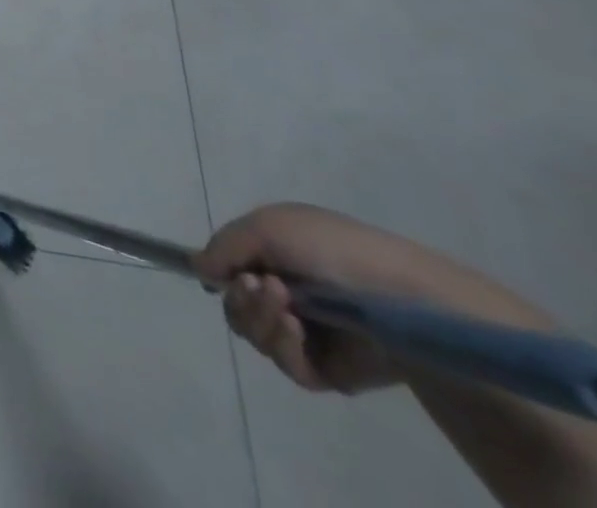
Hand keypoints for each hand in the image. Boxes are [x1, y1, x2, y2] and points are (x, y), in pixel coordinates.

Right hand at [196, 204, 549, 395]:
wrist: (400, 297)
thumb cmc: (330, 248)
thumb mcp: (267, 226)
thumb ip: (224, 246)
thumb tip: (196, 268)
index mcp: (273, 254)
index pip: (228, 268)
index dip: (218, 272)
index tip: (219, 273)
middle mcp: (285, 291)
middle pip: (234, 306)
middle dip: (239, 298)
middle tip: (256, 287)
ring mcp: (306, 332)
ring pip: (256, 336)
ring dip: (259, 319)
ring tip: (284, 306)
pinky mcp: (326, 369)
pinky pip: (286, 365)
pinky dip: (283, 346)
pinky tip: (296, 330)